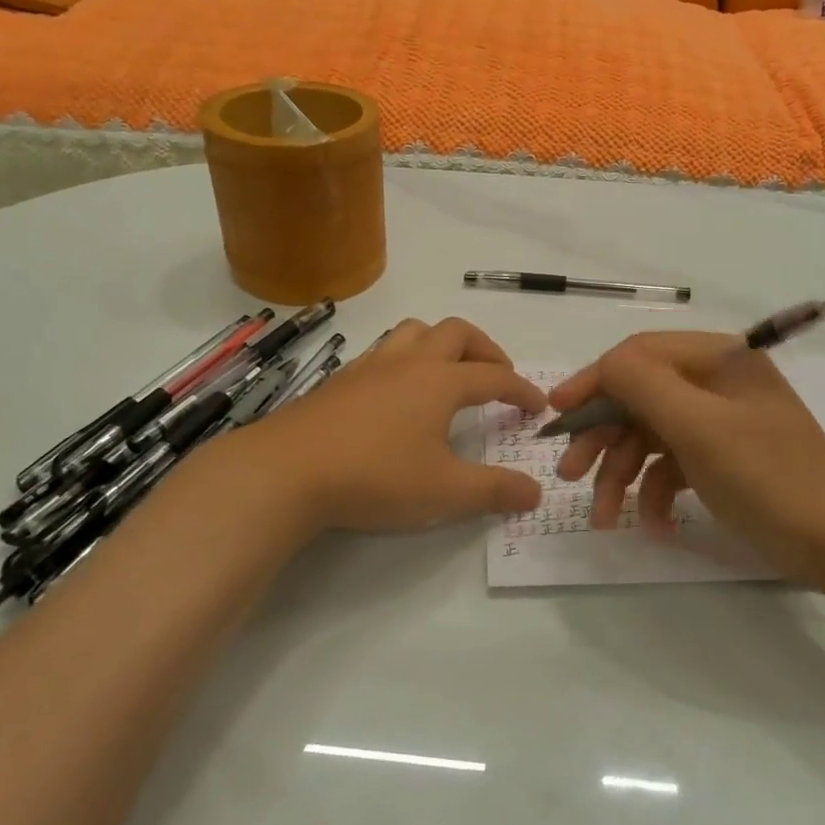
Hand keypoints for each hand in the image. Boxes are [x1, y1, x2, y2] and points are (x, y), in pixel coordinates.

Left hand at [228, 316, 546, 535]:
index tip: (536, 406)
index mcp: (441, 382)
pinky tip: (399, 390)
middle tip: (498, 375)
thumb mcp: (444, 492)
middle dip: (486, 349)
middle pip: (458, 333)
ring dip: (443, 342)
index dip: (521, 389)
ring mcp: (372, 365)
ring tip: (450, 371)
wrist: (288, 469)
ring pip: (416, 331)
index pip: (494, 376)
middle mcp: (410, 362)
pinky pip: (385, 350)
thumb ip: (493, 491)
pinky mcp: (343, 378)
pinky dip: (407, 357)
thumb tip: (535, 493)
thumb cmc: (375, 476)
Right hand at [549, 332, 824, 574]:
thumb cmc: (768, 476)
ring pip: (651, 436)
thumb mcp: (699, 426)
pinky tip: (655, 526)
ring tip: (602, 517)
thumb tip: (604, 365)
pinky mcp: (722, 459)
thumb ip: (644, 385)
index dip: (594, 381)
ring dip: (622, 474)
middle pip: (640, 398)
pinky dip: (657, 493)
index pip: (639, 355)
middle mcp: (716, 383)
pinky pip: (673, 465)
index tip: (556, 413)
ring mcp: (719, 423)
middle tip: (569, 474)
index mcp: (718, 359)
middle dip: (602, 437)